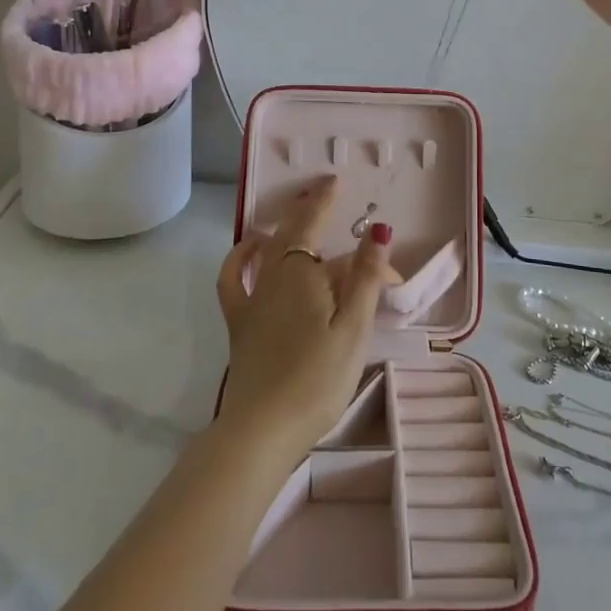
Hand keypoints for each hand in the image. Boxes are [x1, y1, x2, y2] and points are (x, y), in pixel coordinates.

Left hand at [214, 177, 391, 462]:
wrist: (263, 429)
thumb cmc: (317, 379)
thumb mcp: (353, 329)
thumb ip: (365, 278)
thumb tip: (377, 229)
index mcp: (303, 272)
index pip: (314, 223)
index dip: (325, 201)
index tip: (337, 181)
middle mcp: (274, 274)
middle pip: (295, 235)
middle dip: (315, 214)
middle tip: (331, 198)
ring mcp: (252, 297)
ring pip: (268, 249)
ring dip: (284, 228)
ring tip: (299, 218)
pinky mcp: (239, 321)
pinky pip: (233, 278)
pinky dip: (240, 257)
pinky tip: (250, 249)